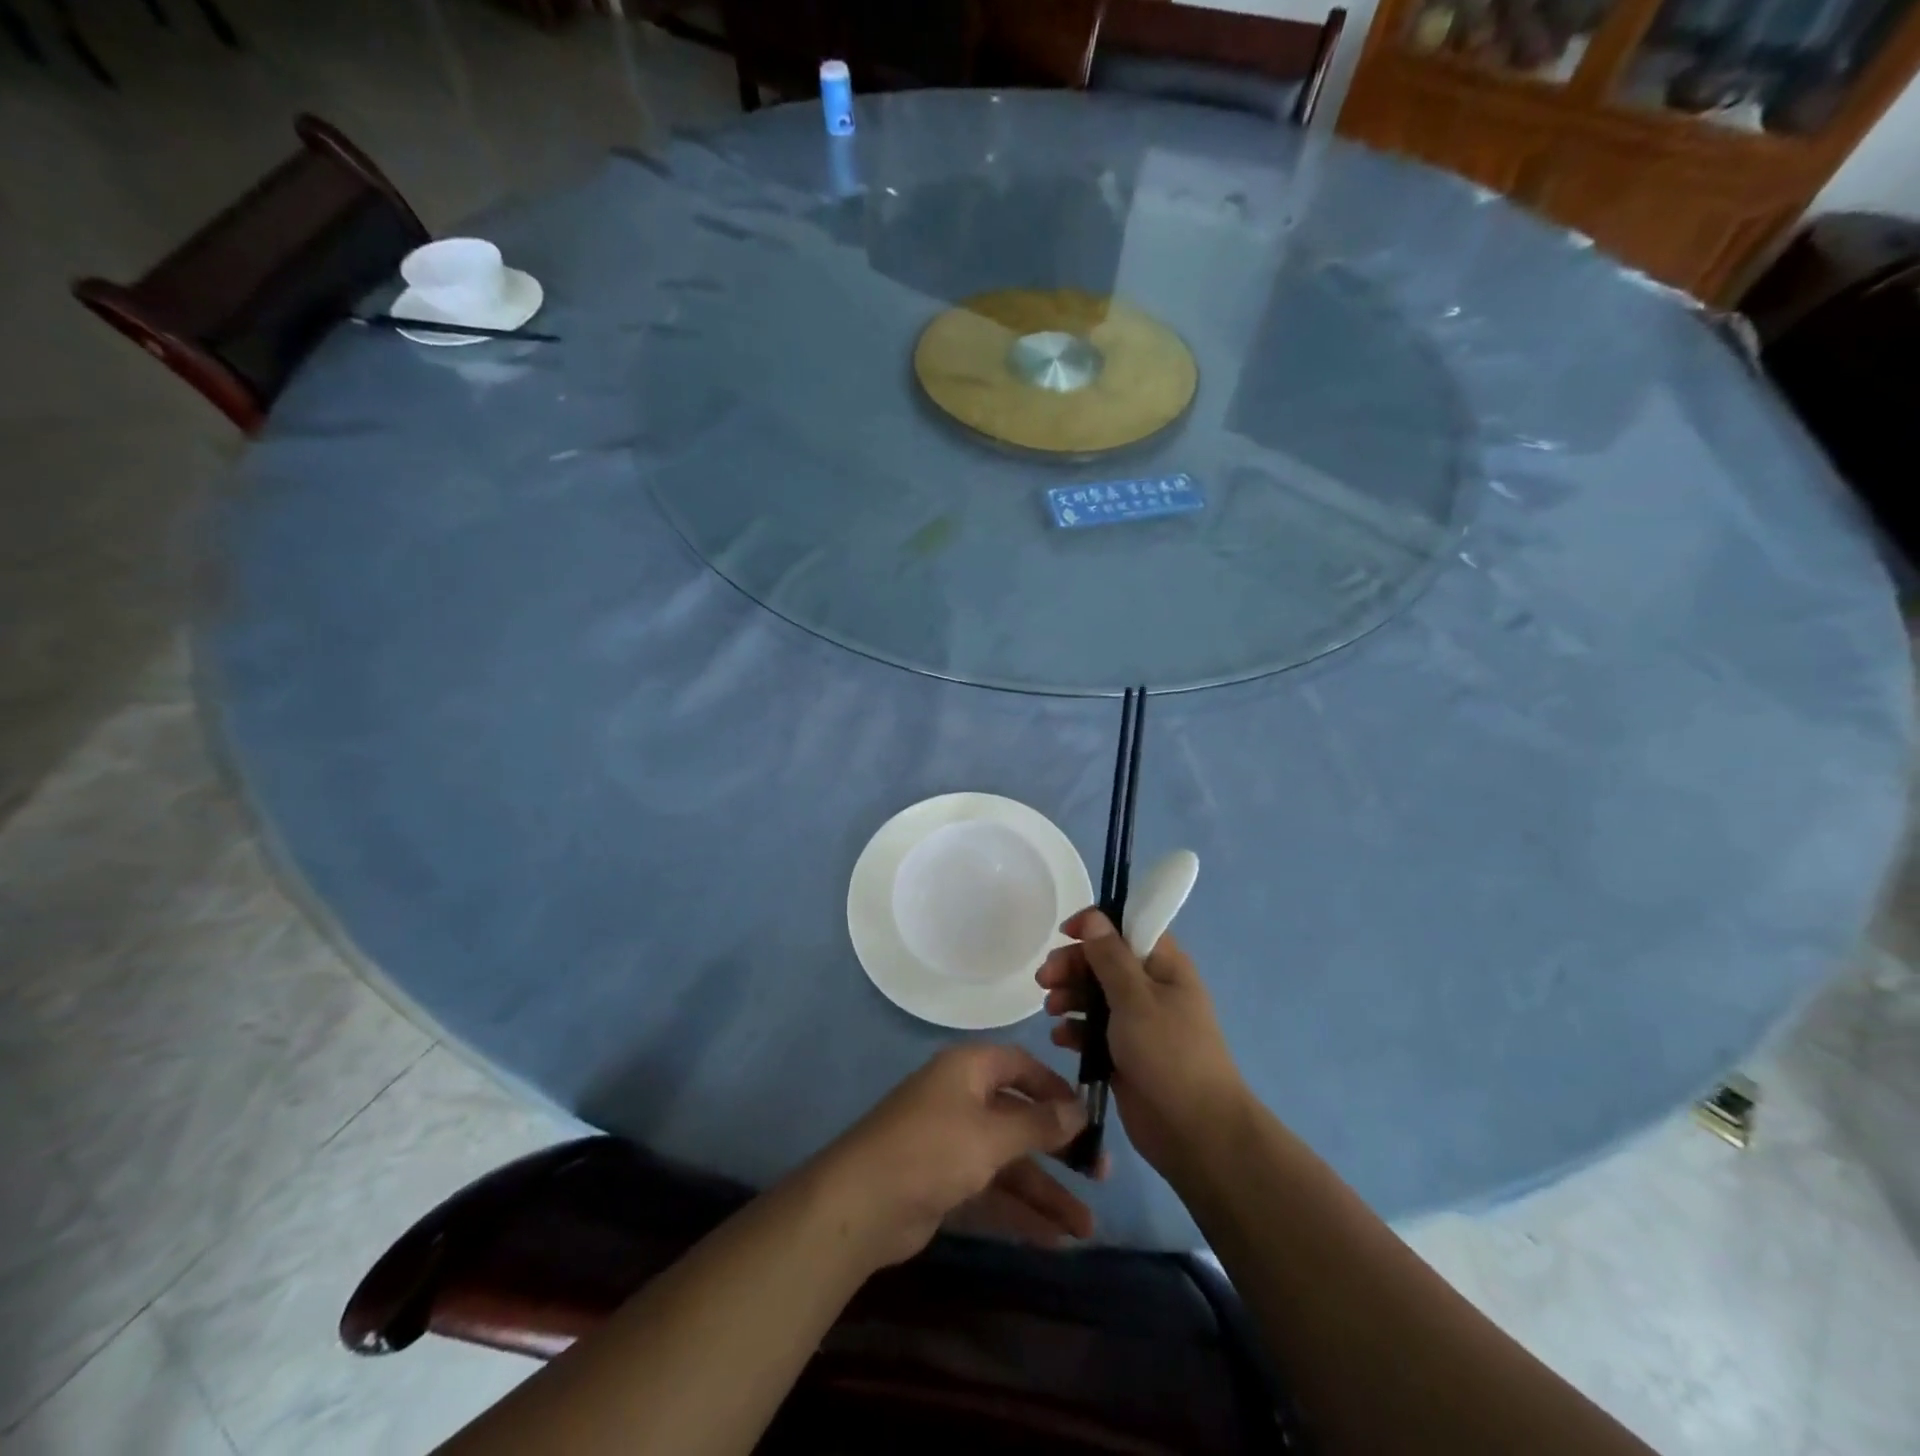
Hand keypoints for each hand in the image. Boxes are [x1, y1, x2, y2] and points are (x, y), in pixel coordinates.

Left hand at [806, 1043, 1096, 1270]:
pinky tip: (1054, 1238)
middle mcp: (962, 1099)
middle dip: (1058, 1148)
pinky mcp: (945, 1182)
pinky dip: (1019, 1210)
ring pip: (1009, 1161)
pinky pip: (992, 1190)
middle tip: (1100, 1174)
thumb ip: (1038, 1123)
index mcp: (969, 1070)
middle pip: (1019, 1118)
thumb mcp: (992, 1134)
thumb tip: (1079, 1108)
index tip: (1088, 1113)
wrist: (862, 1203)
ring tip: (1087, 1227)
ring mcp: (952, 1143)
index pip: (1020, 1065)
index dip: (1054, 1087)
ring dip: (1045, 1191)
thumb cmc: (933, 1149)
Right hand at [1037, 909, 1246, 1181]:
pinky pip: (1093, 1030)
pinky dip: (1076, 1030)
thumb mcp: (1136, 999)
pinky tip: (1062, 1039)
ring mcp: (1138, 1022)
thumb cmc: (1169, 1055)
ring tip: (1052, 1010)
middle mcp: (1151, 988)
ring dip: (1070, 996)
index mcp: (1164, 966)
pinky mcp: (1124, 1053)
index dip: (1096, 925)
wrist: (1196, 1133)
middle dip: (1073, 965)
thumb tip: (1094, 917)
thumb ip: (1111, 957)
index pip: (1128, 927)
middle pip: (1104, 961)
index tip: (1065, 933)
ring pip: (1095, 995)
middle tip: (1045, 978)